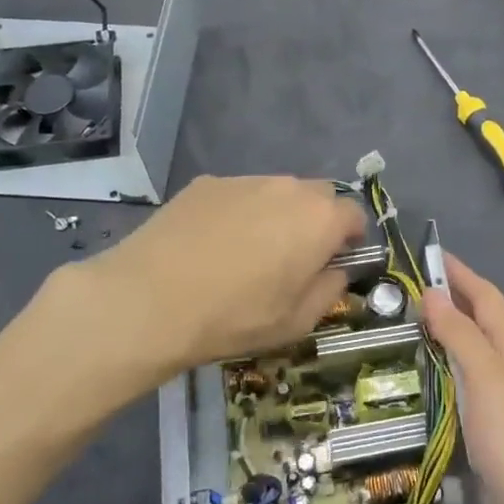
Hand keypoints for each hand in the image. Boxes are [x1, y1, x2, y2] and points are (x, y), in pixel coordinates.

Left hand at [72, 174, 364, 375]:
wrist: (150, 300)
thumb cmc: (235, 317)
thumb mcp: (296, 322)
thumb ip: (329, 290)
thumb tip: (336, 270)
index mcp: (320, 220)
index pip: (354, 214)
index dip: (350, 238)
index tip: (335, 262)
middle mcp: (288, 188)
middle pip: (317, 196)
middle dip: (316, 221)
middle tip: (294, 258)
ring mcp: (244, 181)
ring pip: (276, 192)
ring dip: (277, 215)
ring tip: (248, 252)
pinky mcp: (206, 183)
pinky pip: (238, 194)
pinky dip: (238, 213)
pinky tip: (212, 244)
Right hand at [420, 254, 503, 503]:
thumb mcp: (489, 383)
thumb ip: (462, 336)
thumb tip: (433, 292)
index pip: (487, 301)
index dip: (461, 274)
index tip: (428, 253)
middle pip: (478, 329)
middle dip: (446, 305)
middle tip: (399, 296)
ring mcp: (501, 414)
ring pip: (467, 365)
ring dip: (438, 344)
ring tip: (397, 337)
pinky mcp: (488, 447)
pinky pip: (459, 401)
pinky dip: (437, 385)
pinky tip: (414, 395)